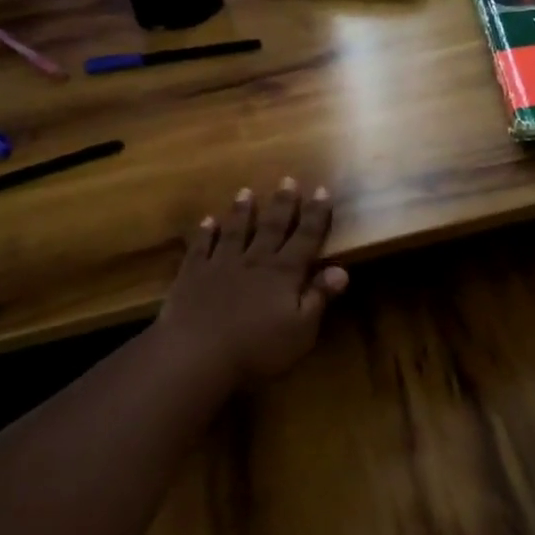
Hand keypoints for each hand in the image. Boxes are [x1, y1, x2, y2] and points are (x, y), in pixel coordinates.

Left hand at [157, 179, 348, 382]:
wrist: (196, 355)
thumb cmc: (258, 348)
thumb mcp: (301, 330)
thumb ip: (319, 297)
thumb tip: (342, 269)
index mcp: (284, 273)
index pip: (306, 238)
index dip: (316, 215)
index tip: (322, 190)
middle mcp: (255, 261)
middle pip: (272, 227)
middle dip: (283, 203)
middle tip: (288, 179)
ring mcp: (221, 265)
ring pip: (235, 231)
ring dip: (242, 211)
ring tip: (246, 191)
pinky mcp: (192, 276)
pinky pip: (201, 248)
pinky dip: (205, 233)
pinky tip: (207, 222)